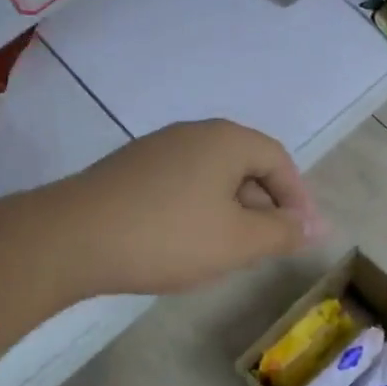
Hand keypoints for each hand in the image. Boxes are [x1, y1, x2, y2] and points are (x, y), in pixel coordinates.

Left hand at [55, 120, 326, 295]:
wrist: (70, 238)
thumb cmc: (167, 236)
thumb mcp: (237, 241)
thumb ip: (283, 232)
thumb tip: (316, 226)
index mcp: (226, 140)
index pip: (279, 160)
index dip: (297, 198)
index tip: (300, 237)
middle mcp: (193, 133)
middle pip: (245, 165)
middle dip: (263, 207)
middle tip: (265, 249)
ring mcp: (157, 149)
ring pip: (212, 177)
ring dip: (230, 212)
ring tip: (226, 252)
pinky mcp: (130, 170)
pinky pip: (181, 185)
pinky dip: (197, 211)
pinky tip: (183, 244)